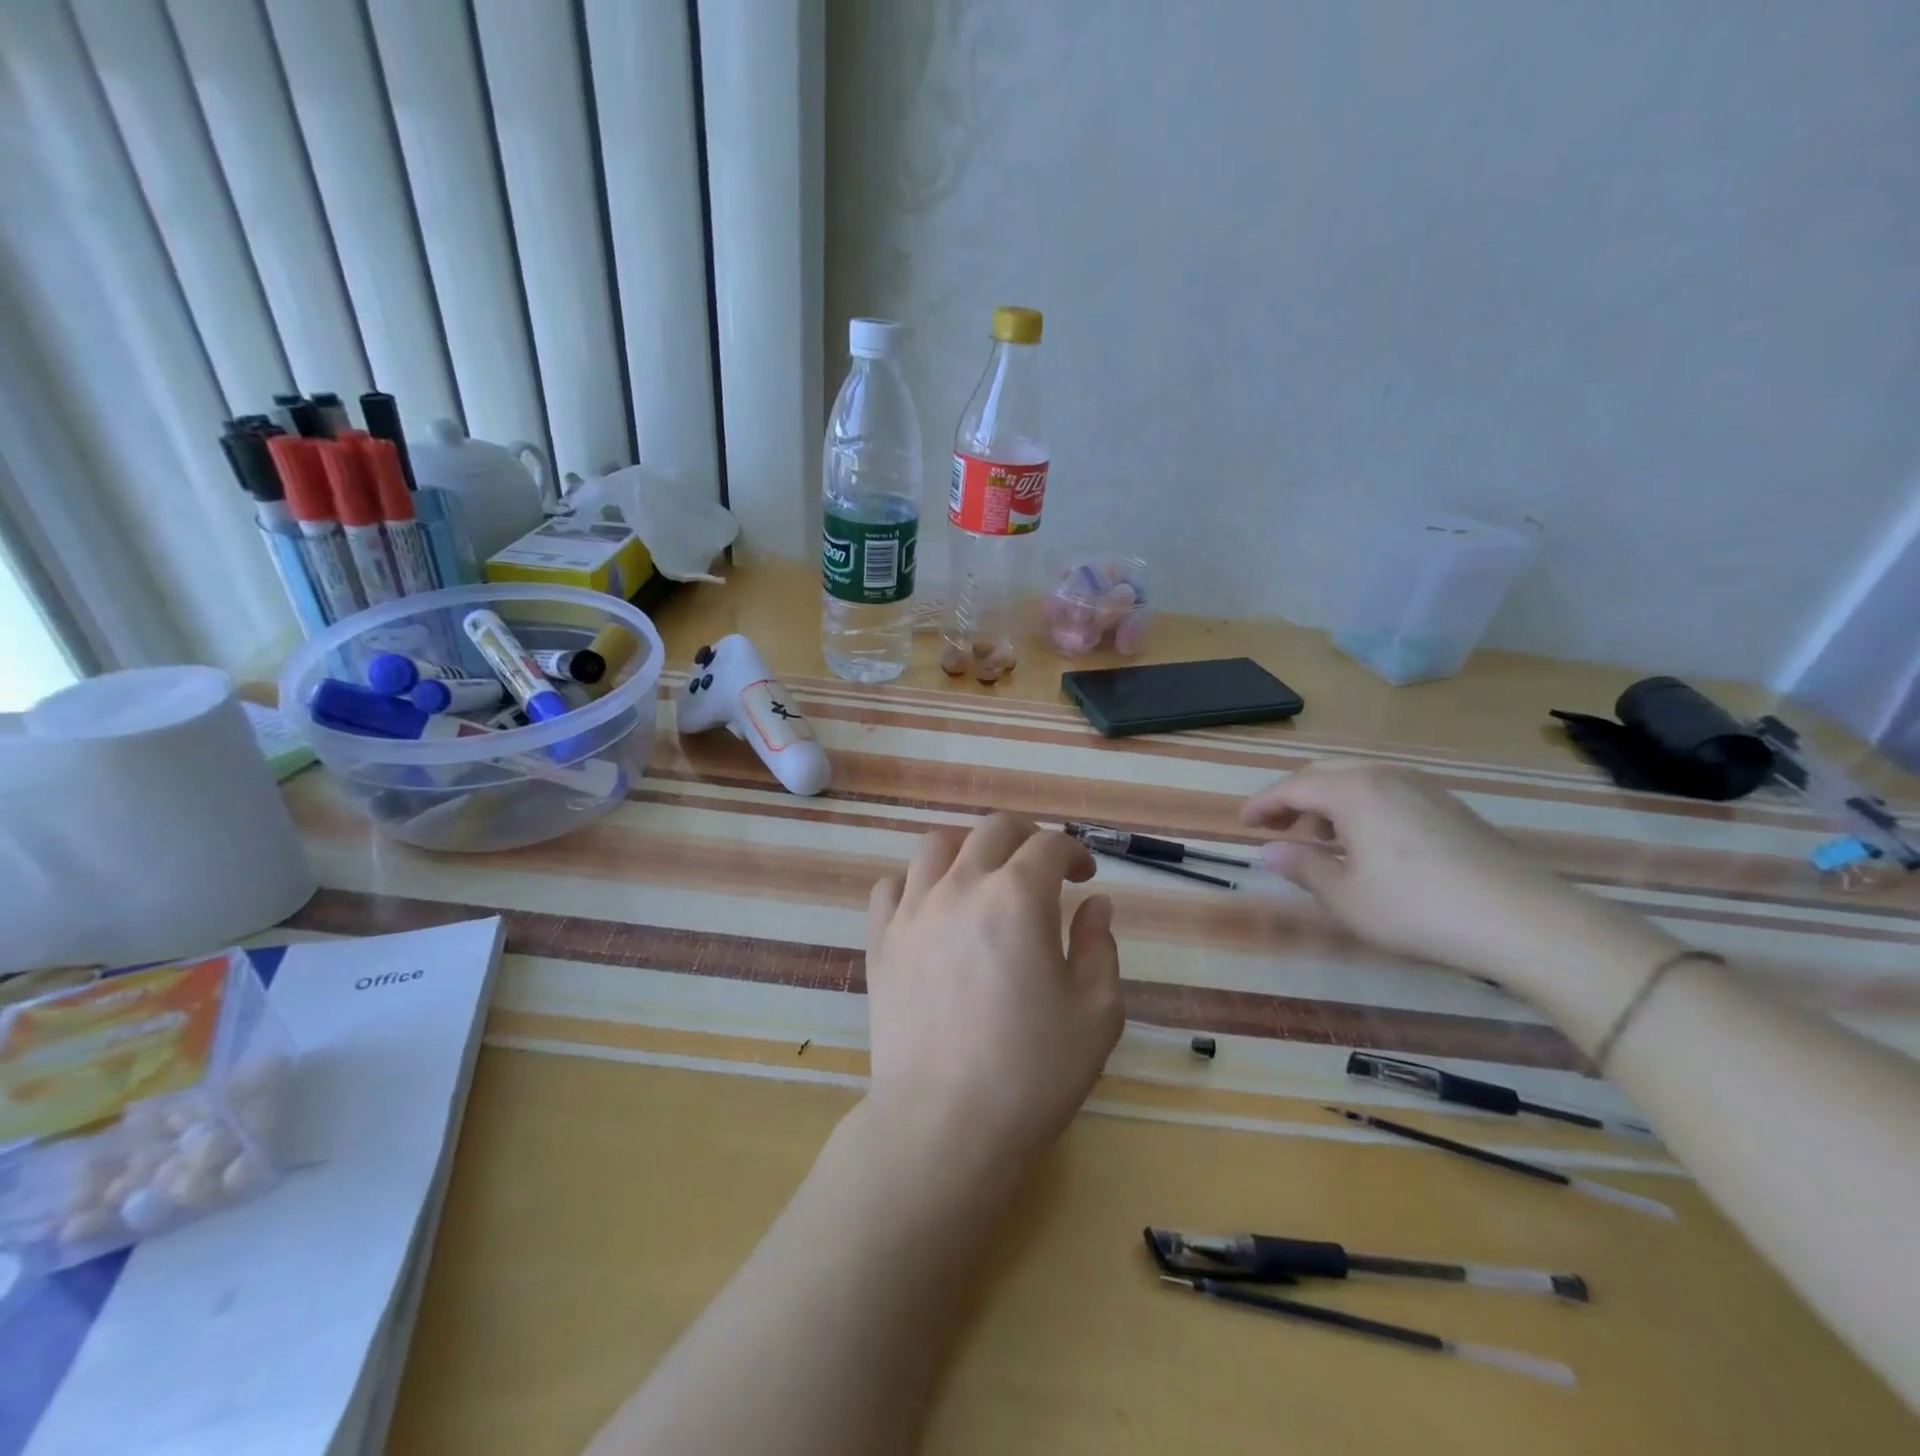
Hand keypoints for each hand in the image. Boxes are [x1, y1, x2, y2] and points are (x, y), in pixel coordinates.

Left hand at [864, 815, 1122, 1185]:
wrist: (943, 1124)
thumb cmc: (1032, 1073)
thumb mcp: (1096, 1013)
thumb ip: (1100, 946)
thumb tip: (1094, 904)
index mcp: (1018, 897)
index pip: (1050, 846)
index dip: (1075, 853)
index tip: (1084, 877)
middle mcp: (961, 886)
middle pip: (994, 829)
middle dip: (1027, 838)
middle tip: (1043, 869)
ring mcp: (913, 910)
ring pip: (936, 844)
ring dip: (969, 849)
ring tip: (984, 877)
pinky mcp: (880, 939)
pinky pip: (892, 885)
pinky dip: (917, 882)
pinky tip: (933, 908)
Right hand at [1240, 762, 1673, 984]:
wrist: (1525, 921)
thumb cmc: (1418, 909)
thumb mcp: (1346, 898)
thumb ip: (1302, 868)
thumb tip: (1268, 852)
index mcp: (1353, 791)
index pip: (1292, 788)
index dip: (1262, 805)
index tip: (1241, 824)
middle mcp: (1385, 776)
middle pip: (1323, 775)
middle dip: (1292, 800)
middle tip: (1273, 828)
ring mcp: (1422, 788)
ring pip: (1357, 782)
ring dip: (1327, 805)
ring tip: (1317, 841)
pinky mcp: (1449, 807)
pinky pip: (1386, 794)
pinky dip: (1359, 810)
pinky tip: (1364, 845)